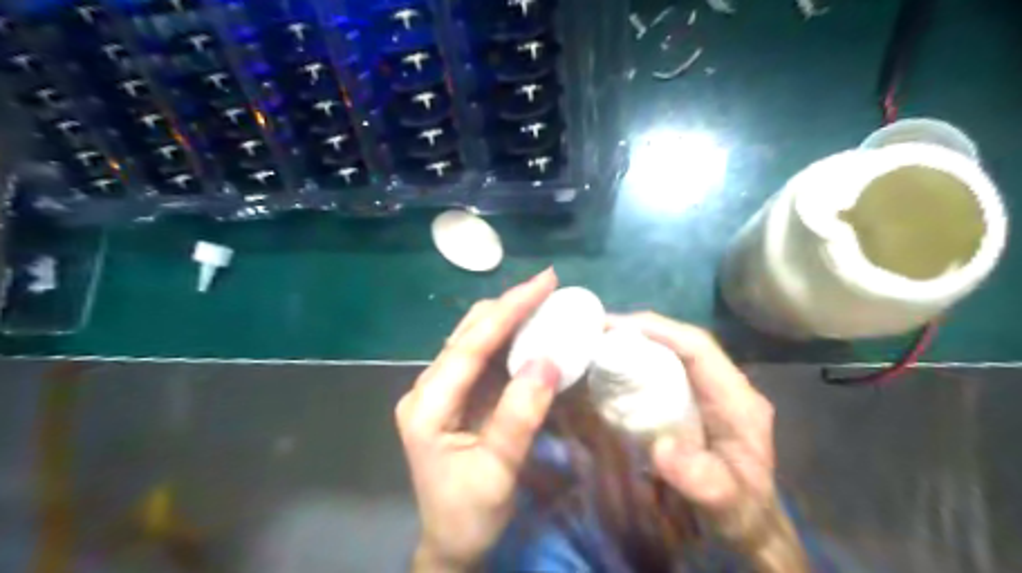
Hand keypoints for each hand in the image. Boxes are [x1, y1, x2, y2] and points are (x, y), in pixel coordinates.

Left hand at [396, 268, 558, 572]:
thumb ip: (519, 416)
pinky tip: (531, 331)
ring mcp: (443, 390)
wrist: (452, 542)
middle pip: (469, 333)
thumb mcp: (496, 470)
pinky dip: (510, 340)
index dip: (508, 309)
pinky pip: (485, 358)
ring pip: (476, 339)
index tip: (543, 282)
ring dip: (510, 318)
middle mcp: (429, 387)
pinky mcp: (458, 396)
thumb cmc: (469, 512)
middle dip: (509, 306)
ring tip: (544, 301)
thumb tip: (548, 360)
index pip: (471, 344)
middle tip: (548, 286)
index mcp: (428, 403)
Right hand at [604, 317, 784, 544]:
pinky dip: (637, 366)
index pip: (699, 348)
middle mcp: (724, 387)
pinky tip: (613, 373)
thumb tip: (660, 449)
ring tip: (598, 344)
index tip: (616, 326)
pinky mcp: (693, 404)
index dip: (659, 330)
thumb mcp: (726, 505)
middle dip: (641, 332)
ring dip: (637, 345)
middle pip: (681, 344)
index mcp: (738, 400)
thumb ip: (702, 480)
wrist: (747, 527)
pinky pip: (664, 374)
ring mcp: (708, 394)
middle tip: (596, 332)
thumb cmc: (739, 513)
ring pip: (671, 355)